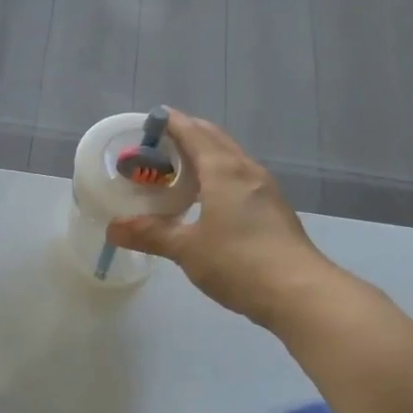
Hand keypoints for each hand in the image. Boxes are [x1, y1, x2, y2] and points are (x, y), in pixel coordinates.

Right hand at [106, 110, 331, 327]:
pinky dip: (219, 177)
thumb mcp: (186, 249)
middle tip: (158, 147)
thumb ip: (150, 234)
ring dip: (205, 157)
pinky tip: (207, 200)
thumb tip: (112, 228)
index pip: (193, 133)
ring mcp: (265, 190)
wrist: (299, 292)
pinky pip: (240, 179)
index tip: (150, 120)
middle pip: (215, 140)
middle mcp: (246, 171)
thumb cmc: (238, 262)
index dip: (171, 123)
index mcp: (223, 170)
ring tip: (178, 172)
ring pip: (230, 159)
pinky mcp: (274, 210)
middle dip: (187, 136)